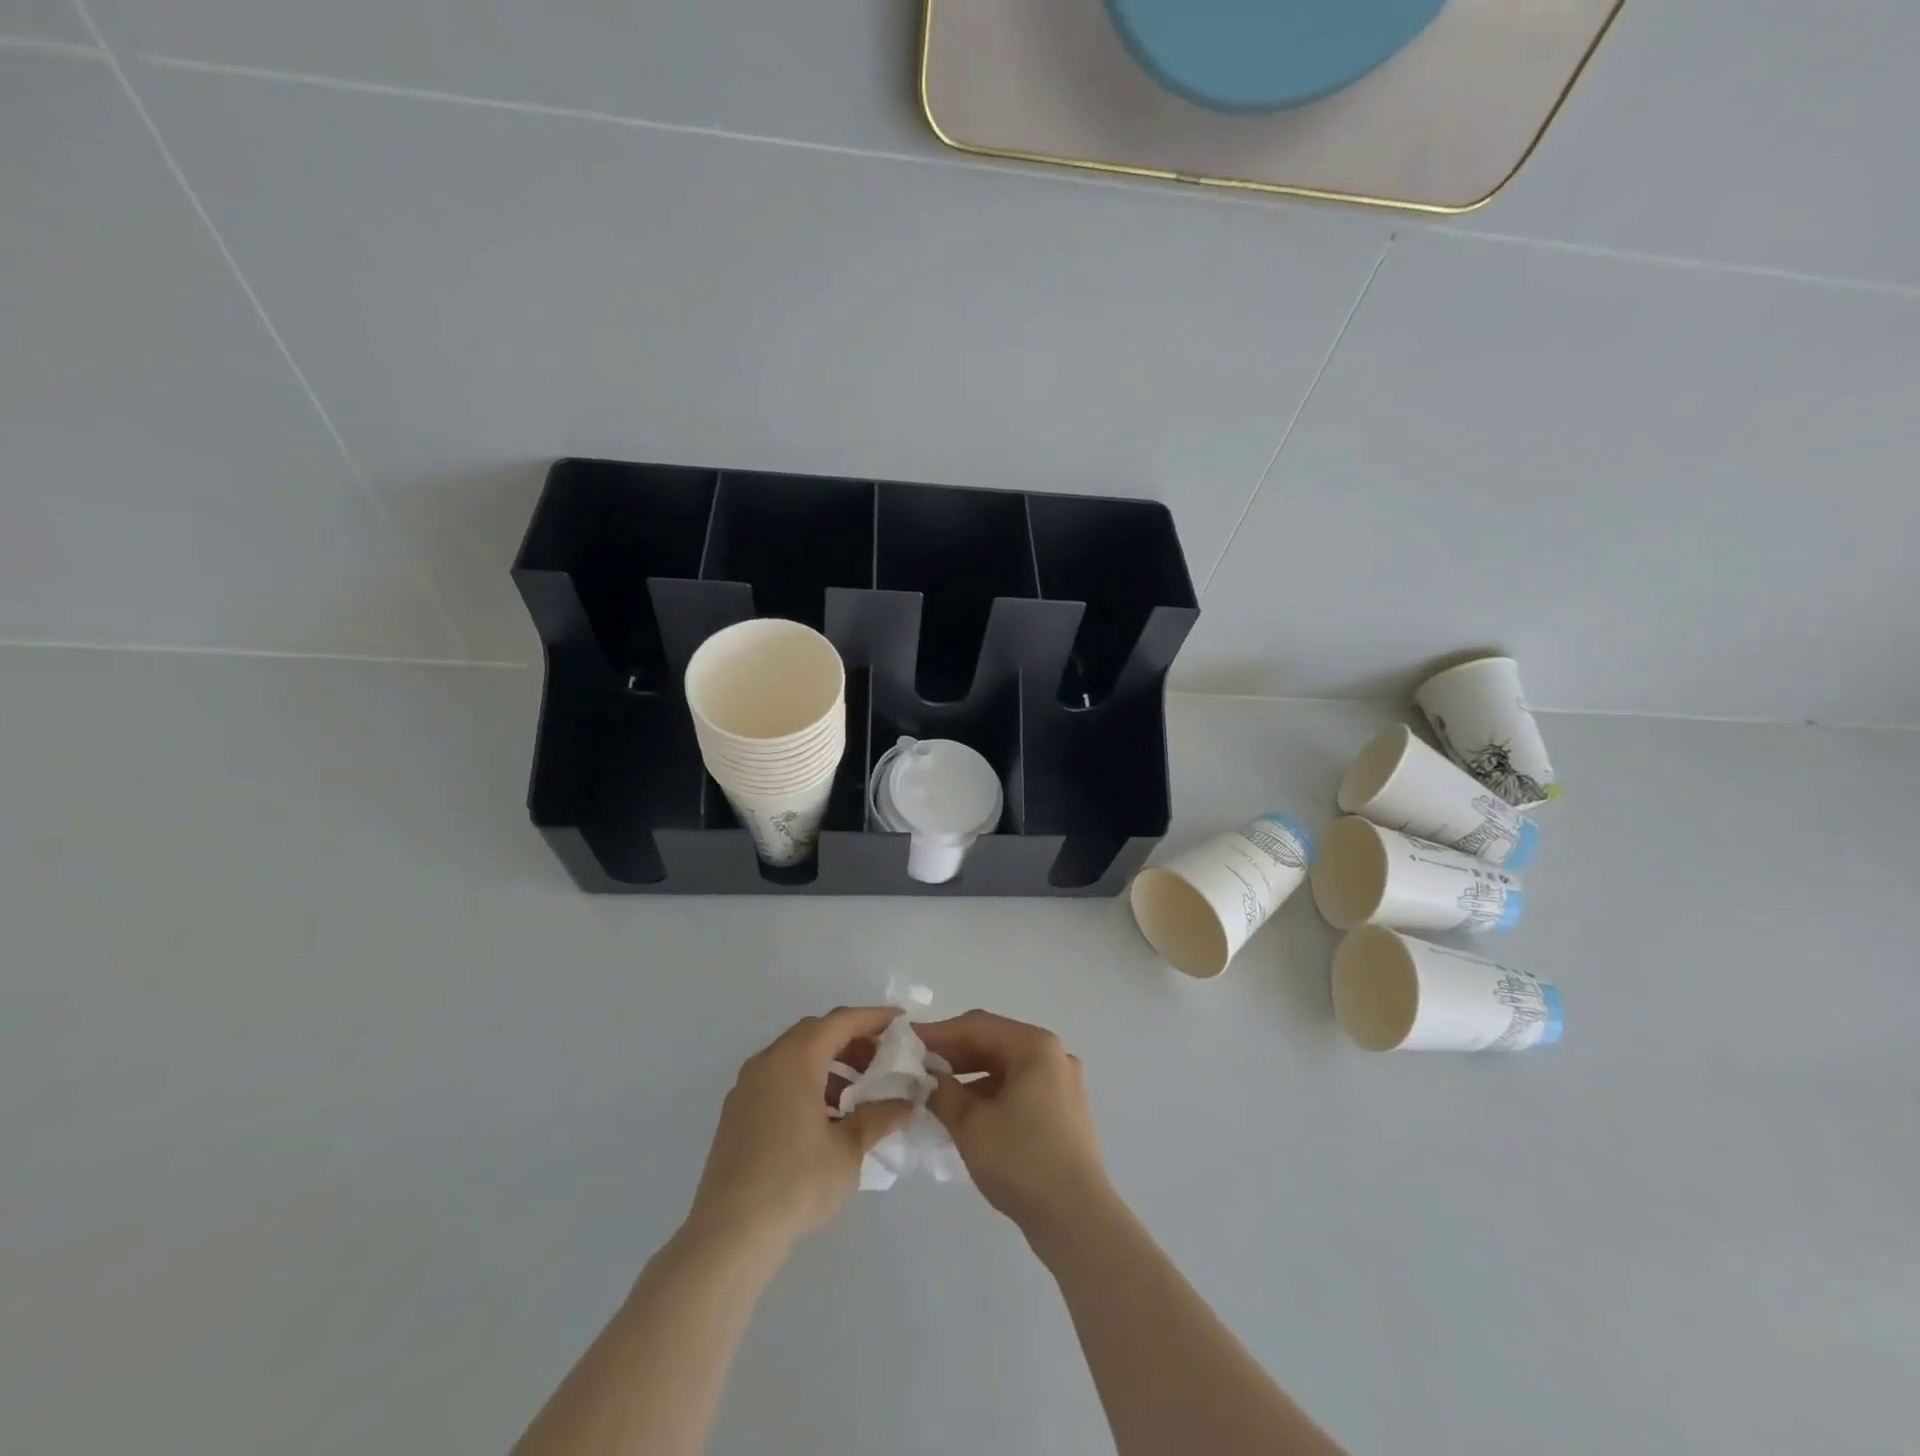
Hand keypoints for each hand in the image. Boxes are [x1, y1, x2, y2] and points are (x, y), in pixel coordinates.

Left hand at [686, 1007, 913, 1250]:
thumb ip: (878, 1118)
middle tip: (884, 1059)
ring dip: (830, 1063)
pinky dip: (807, 1081)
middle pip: (816, 1032)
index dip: (874, 1018)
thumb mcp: (848, 1150)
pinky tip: (826, 1116)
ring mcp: (747, 1086)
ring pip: (795, 1055)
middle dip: (853, 1040)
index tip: (902, 1022)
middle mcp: (768, 1061)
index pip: (841, 1021)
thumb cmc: (795, 1183)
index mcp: (796, 1059)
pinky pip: (779, 1078)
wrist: (729, 1235)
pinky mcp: (736, 1112)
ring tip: (859, 1092)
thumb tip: (906, 1104)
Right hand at [918, 1011, 1111, 1238]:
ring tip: (933, 1090)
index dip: (938, 1034)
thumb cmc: (1022, 1161)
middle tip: (915, 1066)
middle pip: (993, 1042)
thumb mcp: (971, 1125)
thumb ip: (942, 1092)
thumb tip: (926, 1078)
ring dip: (968, 1075)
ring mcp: (1061, 1083)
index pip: (977, 1026)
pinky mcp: (1061, 1110)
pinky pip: (1018, 1087)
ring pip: (1005, 1067)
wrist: (1077, 1220)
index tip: (906, 1042)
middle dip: (953, 1054)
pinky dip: (989, 1093)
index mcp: (1035, 1046)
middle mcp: (1053, 1055)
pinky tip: (963, 1111)